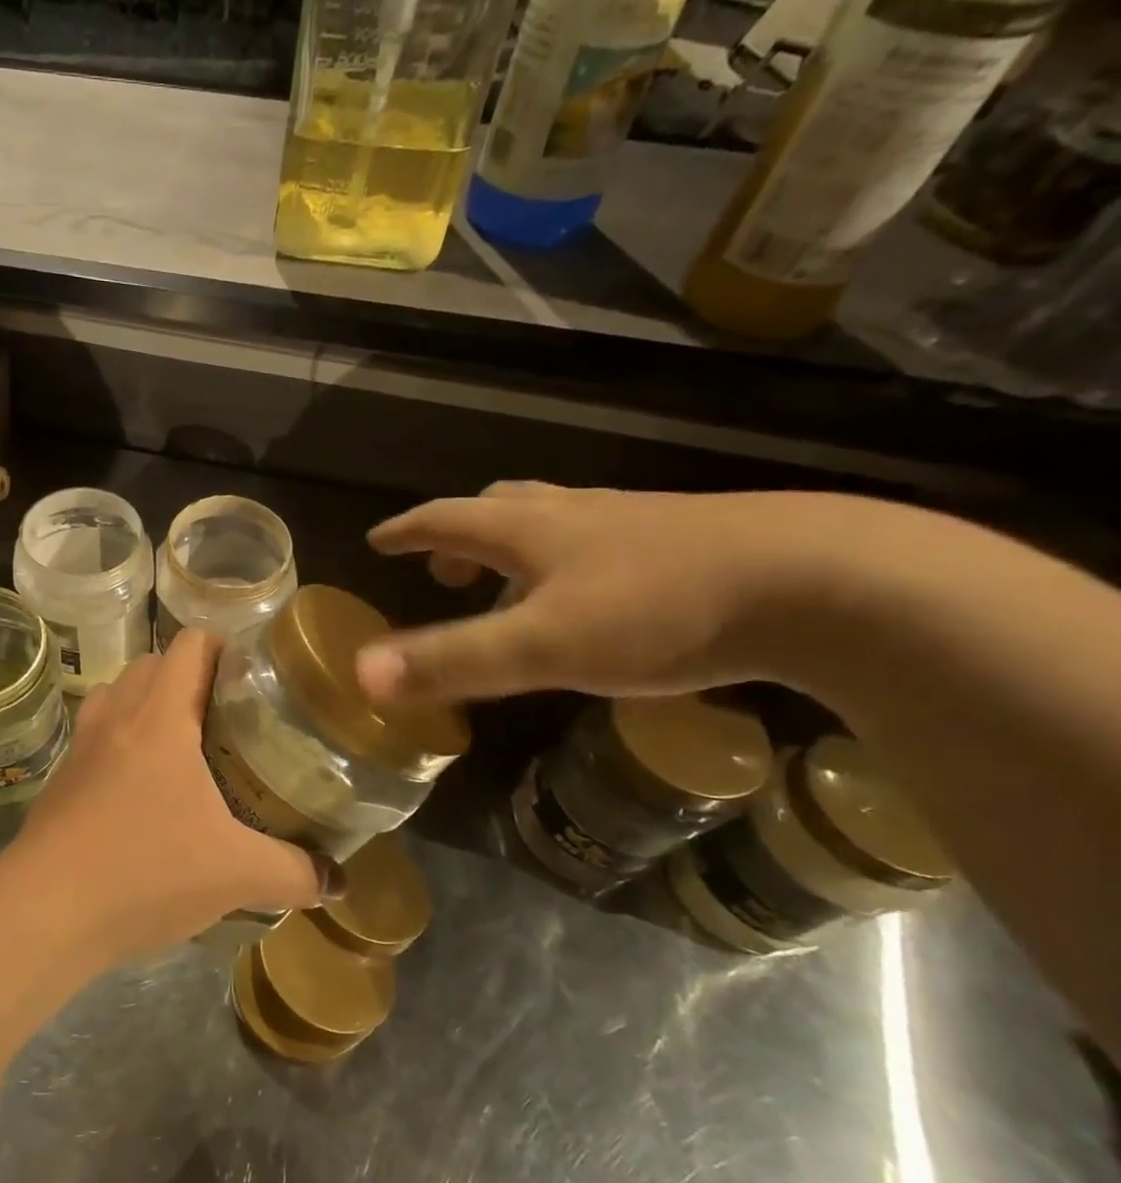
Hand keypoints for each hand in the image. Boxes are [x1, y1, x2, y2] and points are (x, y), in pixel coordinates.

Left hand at [5, 631, 330, 959]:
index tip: (254, 681)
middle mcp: (117, 715)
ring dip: (151, 705)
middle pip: (154, 664)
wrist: (45, 911)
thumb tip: (338, 881)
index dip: (225, 649)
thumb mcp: (236, 874)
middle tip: (229, 719)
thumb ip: (295, 873)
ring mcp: (82, 744)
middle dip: (192, 679)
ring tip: (187, 748)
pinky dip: (123, 741)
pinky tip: (144, 791)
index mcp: (160, 716)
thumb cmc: (145, 871)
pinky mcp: (62, 777)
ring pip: (120, 695)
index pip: (191, 644)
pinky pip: (98, 734)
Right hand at [355, 483, 912, 703]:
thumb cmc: (660, 609)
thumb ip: (451, 660)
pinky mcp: (690, 543)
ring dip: (519, 546)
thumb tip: (361, 674)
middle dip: (463, 536)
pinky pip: (606, 543)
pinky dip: (574, 562)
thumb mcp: (543, 645)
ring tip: (514, 585)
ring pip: (558, 523)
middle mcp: (578, 515)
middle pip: (503, 508)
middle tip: (445, 568)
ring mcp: (637, 524)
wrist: (822, 582)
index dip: (409, 530)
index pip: (448, 519)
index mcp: (533, 530)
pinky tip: (598, 597)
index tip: (380, 539)